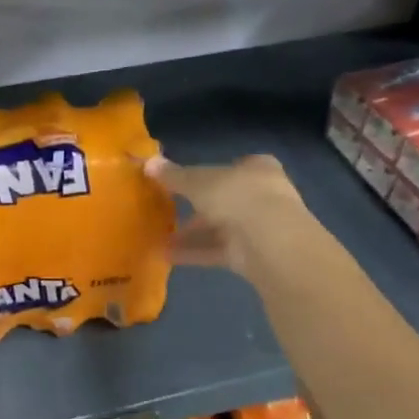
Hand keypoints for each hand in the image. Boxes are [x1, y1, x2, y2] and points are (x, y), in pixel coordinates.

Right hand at [147, 153, 306, 276]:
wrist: (270, 241)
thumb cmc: (236, 196)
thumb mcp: (198, 182)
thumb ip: (174, 175)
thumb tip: (147, 162)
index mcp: (258, 169)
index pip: (233, 167)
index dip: (209, 174)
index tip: (184, 183)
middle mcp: (263, 195)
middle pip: (224, 200)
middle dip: (195, 209)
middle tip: (166, 214)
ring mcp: (261, 227)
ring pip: (220, 228)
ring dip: (191, 234)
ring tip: (159, 240)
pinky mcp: (253, 255)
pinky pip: (219, 250)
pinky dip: (195, 252)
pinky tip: (167, 256)